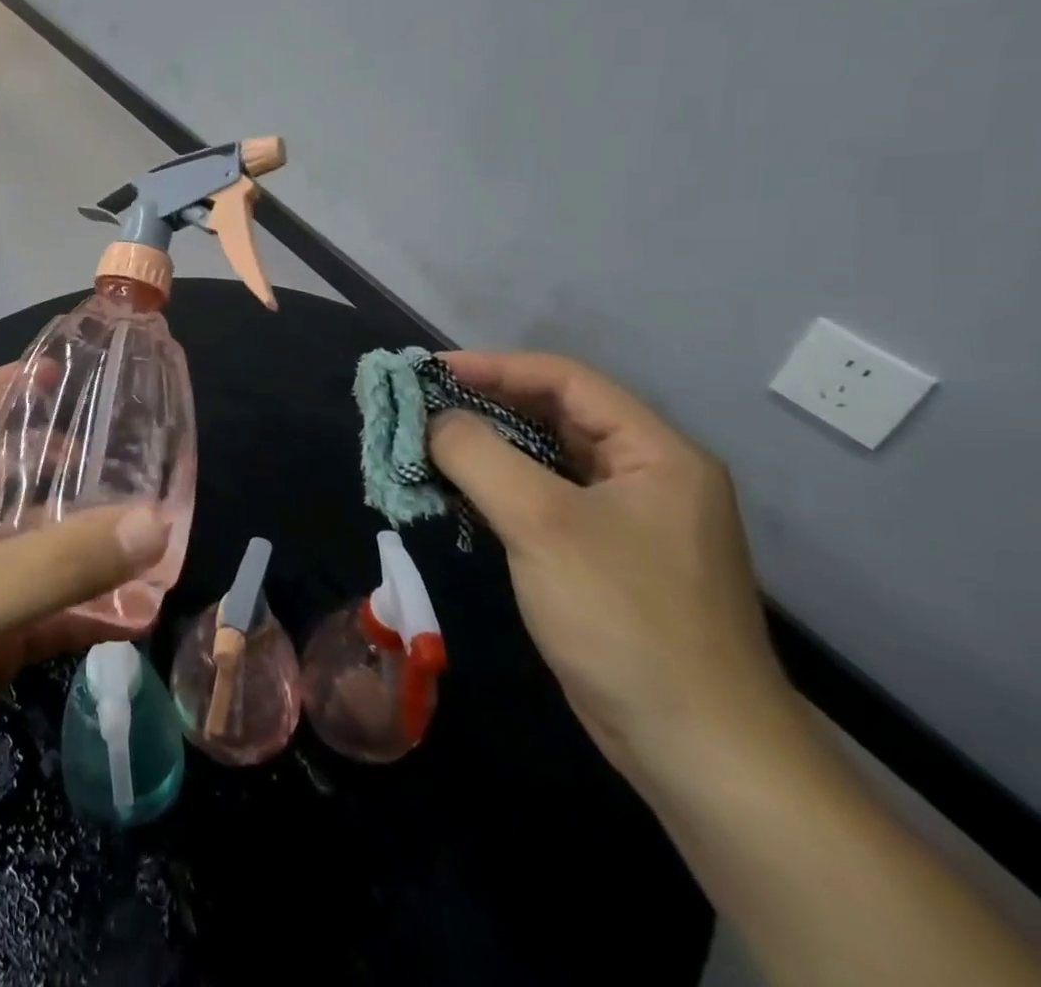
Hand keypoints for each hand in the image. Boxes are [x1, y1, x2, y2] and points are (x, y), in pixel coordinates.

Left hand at [0, 364, 170, 851]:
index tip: (52, 373)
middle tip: (116, 454)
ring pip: (37, 549)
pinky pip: (51, 613)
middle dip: (56, 463)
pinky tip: (135, 613)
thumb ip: (63, 562)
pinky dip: (90, 610)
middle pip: (6, 479)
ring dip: (84, 543)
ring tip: (144, 531)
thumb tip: (153, 523)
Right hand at [427, 351, 800, 792]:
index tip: (428, 373)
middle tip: (418, 406)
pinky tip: (454, 492)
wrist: (698, 750)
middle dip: (483, 405)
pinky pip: (542, 499)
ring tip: (425, 443)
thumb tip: (430, 420)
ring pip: (544, 459)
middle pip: (553, 415)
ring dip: (484, 447)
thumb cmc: (625, 618)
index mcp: (655, 452)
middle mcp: (646, 475)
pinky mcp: (603, 558)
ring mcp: (626, 520)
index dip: (493, 367)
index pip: (565, 380)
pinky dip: (495, 487)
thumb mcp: (542, 523)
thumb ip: (477, 456)